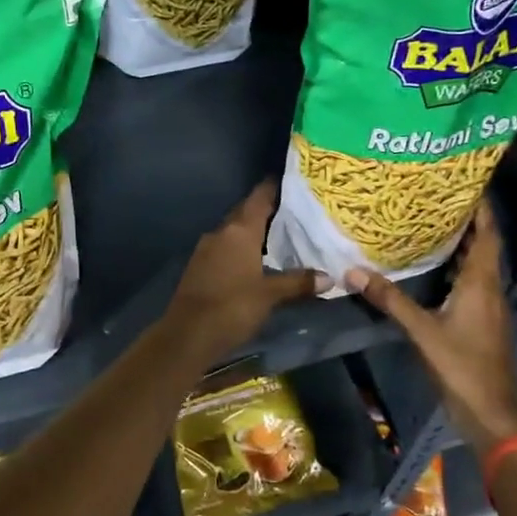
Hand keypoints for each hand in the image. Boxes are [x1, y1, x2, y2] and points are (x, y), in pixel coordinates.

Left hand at [167, 181, 326, 362]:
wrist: (187, 334)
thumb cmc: (232, 307)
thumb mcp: (270, 295)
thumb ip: (298, 282)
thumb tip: (329, 277)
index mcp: (239, 231)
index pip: (258, 198)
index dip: (273, 188)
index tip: (290, 181)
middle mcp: (220, 233)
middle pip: (244, 213)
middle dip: (265, 210)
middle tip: (291, 210)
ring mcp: (205, 249)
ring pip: (233, 232)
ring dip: (252, 231)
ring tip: (277, 235)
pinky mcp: (198, 267)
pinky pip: (224, 248)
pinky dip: (240, 248)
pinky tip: (254, 260)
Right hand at [344, 202, 516, 455]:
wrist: (490, 411)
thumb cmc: (462, 365)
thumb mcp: (421, 330)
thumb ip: (389, 299)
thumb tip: (353, 271)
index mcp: (481, 284)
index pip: (487, 236)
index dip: (481, 209)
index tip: (465, 183)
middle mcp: (489, 289)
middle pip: (482, 247)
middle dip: (464, 222)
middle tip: (435, 199)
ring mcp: (487, 307)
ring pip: (475, 266)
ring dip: (459, 245)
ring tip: (429, 225)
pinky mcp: (480, 322)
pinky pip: (469, 283)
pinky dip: (454, 268)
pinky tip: (432, 268)